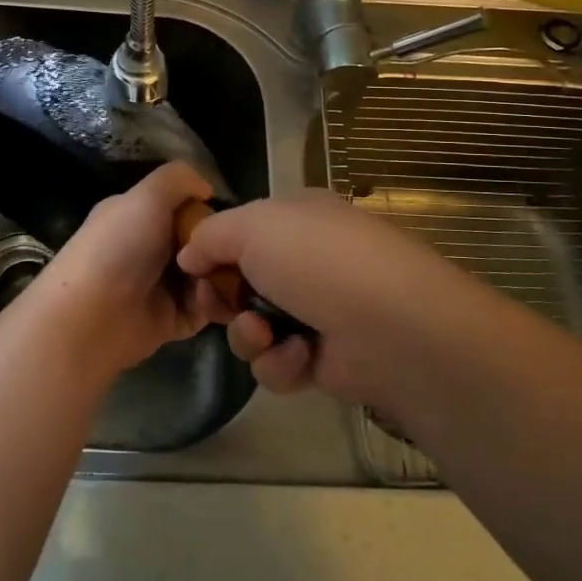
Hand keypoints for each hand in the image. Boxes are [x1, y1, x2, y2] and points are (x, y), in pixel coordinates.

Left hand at [22, 161, 212, 382]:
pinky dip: (212, 304)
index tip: (222, 219)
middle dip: (217, 247)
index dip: (204, 211)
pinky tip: (215, 299)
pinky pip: (203, 308)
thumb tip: (206, 189)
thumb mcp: (146, 196)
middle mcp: (148, 249)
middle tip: (230, 252)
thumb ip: (178, 179)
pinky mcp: (169, 320)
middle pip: (198, 242)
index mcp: (138, 216)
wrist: (91, 317)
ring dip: (219, 276)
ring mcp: (159, 286)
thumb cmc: (118, 247)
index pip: (182, 207)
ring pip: (205, 275)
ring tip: (223, 277)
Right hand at [178, 191, 506, 411]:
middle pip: (241, 282)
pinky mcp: (325, 360)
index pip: (242, 230)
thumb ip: (210, 235)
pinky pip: (279, 362)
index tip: (192, 269)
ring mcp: (318, 311)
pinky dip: (282, 362)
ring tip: (264, 334)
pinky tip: (302, 356)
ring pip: (254, 327)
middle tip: (217, 305)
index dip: (212, 250)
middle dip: (224, 298)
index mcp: (298, 218)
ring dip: (250, 334)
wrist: (392, 328)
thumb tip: (189, 254)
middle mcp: (308, 261)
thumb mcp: (254, 226)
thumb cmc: (319, 260)